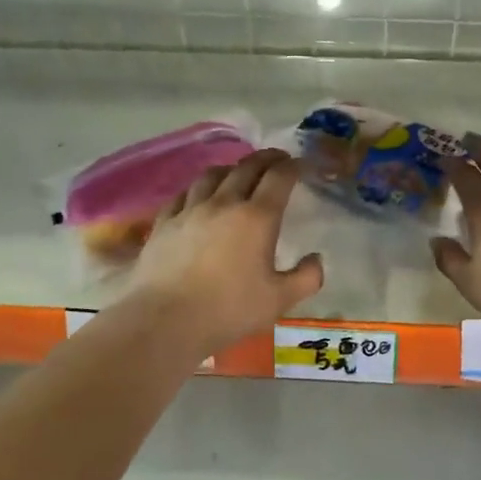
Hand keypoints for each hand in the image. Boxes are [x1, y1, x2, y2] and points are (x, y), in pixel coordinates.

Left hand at [126, 149, 323, 352]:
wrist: (165, 321)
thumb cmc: (228, 310)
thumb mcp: (279, 301)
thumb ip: (306, 278)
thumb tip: (316, 259)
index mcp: (257, 217)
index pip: (279, 178)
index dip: (293, 166)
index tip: (301, 164)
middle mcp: (224, 203)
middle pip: (247, 167)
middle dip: (266, 159)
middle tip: (277, 159)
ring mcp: (190, 210)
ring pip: (212, 175)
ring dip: (231, 168)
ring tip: (238, 172)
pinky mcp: (164, 222)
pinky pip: (184, 194)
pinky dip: (199, 188)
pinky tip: (199, 196)